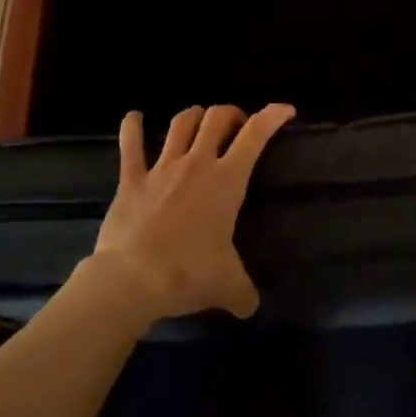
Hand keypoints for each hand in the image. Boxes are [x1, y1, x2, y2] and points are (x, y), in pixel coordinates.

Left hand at [89, 103, 294, 321]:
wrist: (131, 279)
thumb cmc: (187, 274)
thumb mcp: (227, 285)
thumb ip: (243, 292)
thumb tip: (250, 306)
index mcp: (226, 181)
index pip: (255, 135)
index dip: (272, 116)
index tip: (285, 110)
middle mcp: (197, 164)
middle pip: (217, 118)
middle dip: (230, 114)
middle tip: (236, 126)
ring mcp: (162, 168)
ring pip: (181, 124)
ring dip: (194, 116)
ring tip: (200, 120)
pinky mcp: (131, 179)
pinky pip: (130, 145)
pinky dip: (132, 126)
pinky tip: (134, 116)